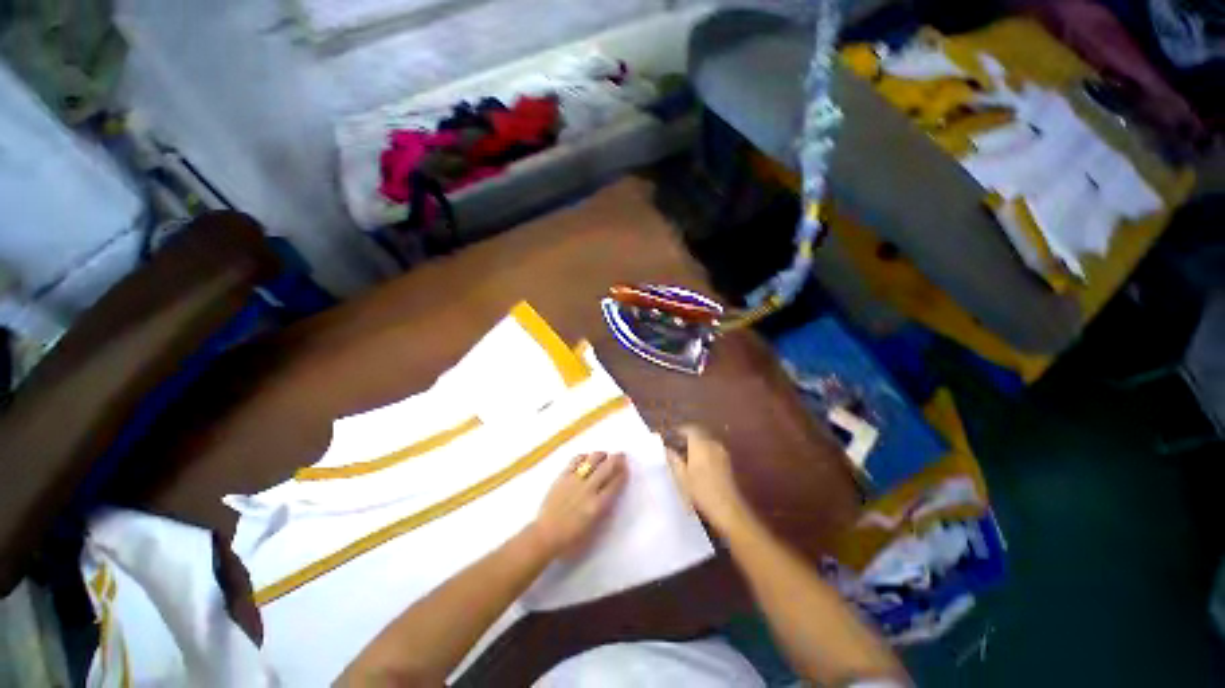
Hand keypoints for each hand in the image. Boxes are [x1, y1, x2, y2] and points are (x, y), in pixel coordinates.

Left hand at [531, 452, 627, 557]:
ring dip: (601, 455)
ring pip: (592, 459)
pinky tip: (587, 458)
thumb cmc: (571, 539)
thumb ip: (605, 510)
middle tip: (621, 455)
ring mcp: (575, 480)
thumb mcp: (594, 529)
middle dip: (617, 459)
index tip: (626, 467)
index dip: (623, 473)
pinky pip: (576, 460)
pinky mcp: (563, 476)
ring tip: (604, 455)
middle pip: (607, 467)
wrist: (545, 535)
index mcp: (598, 505)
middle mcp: (589, 489)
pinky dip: (584, 456)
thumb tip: (612, 493)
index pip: (615, 483)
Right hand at [667, 425, 750, 532]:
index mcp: (699, 445)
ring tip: (686, 455)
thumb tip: (667, 449)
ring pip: (706, 442)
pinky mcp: (726, 461)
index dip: (680, 430)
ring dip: (696, 445)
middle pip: (698, 434)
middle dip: (687, 438)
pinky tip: (698, 464)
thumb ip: (674, 459)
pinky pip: (712, 449)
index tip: (671, 435)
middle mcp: (712, 444)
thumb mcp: (682, 476)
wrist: (726, 507)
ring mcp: (721, 452)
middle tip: (677, 445)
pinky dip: (704, 452)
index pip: (689, 429)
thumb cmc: (701, 491)